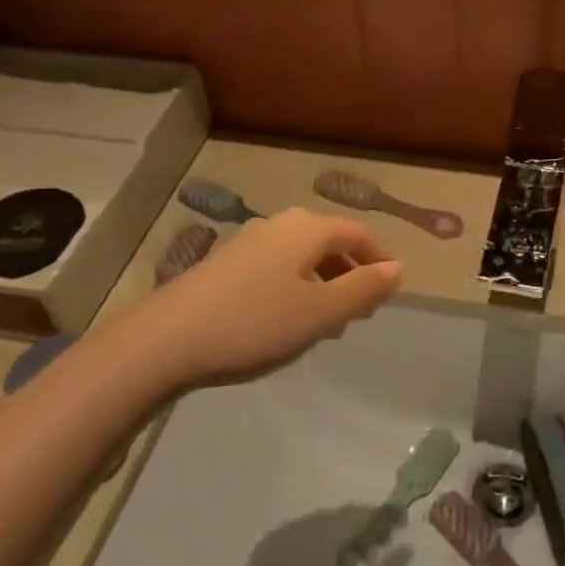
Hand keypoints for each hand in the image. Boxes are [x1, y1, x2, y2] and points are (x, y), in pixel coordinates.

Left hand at [136, 209, 402, 392]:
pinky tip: (284, 323)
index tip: (390, 294)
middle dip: (350, 276)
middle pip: (329, 243)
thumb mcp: (321, 312)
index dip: (380, 261)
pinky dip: (294, 289)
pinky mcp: (225, 264)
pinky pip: (276, 269)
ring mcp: (248, 242)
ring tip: (326, 327)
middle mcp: (279, 225)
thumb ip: (364, 289)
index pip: (358, 234)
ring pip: (301, 258)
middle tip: (360, 315)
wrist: (166, 340)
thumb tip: (398, 268)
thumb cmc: (255, 323)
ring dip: (323, 286)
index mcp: (308, 228)